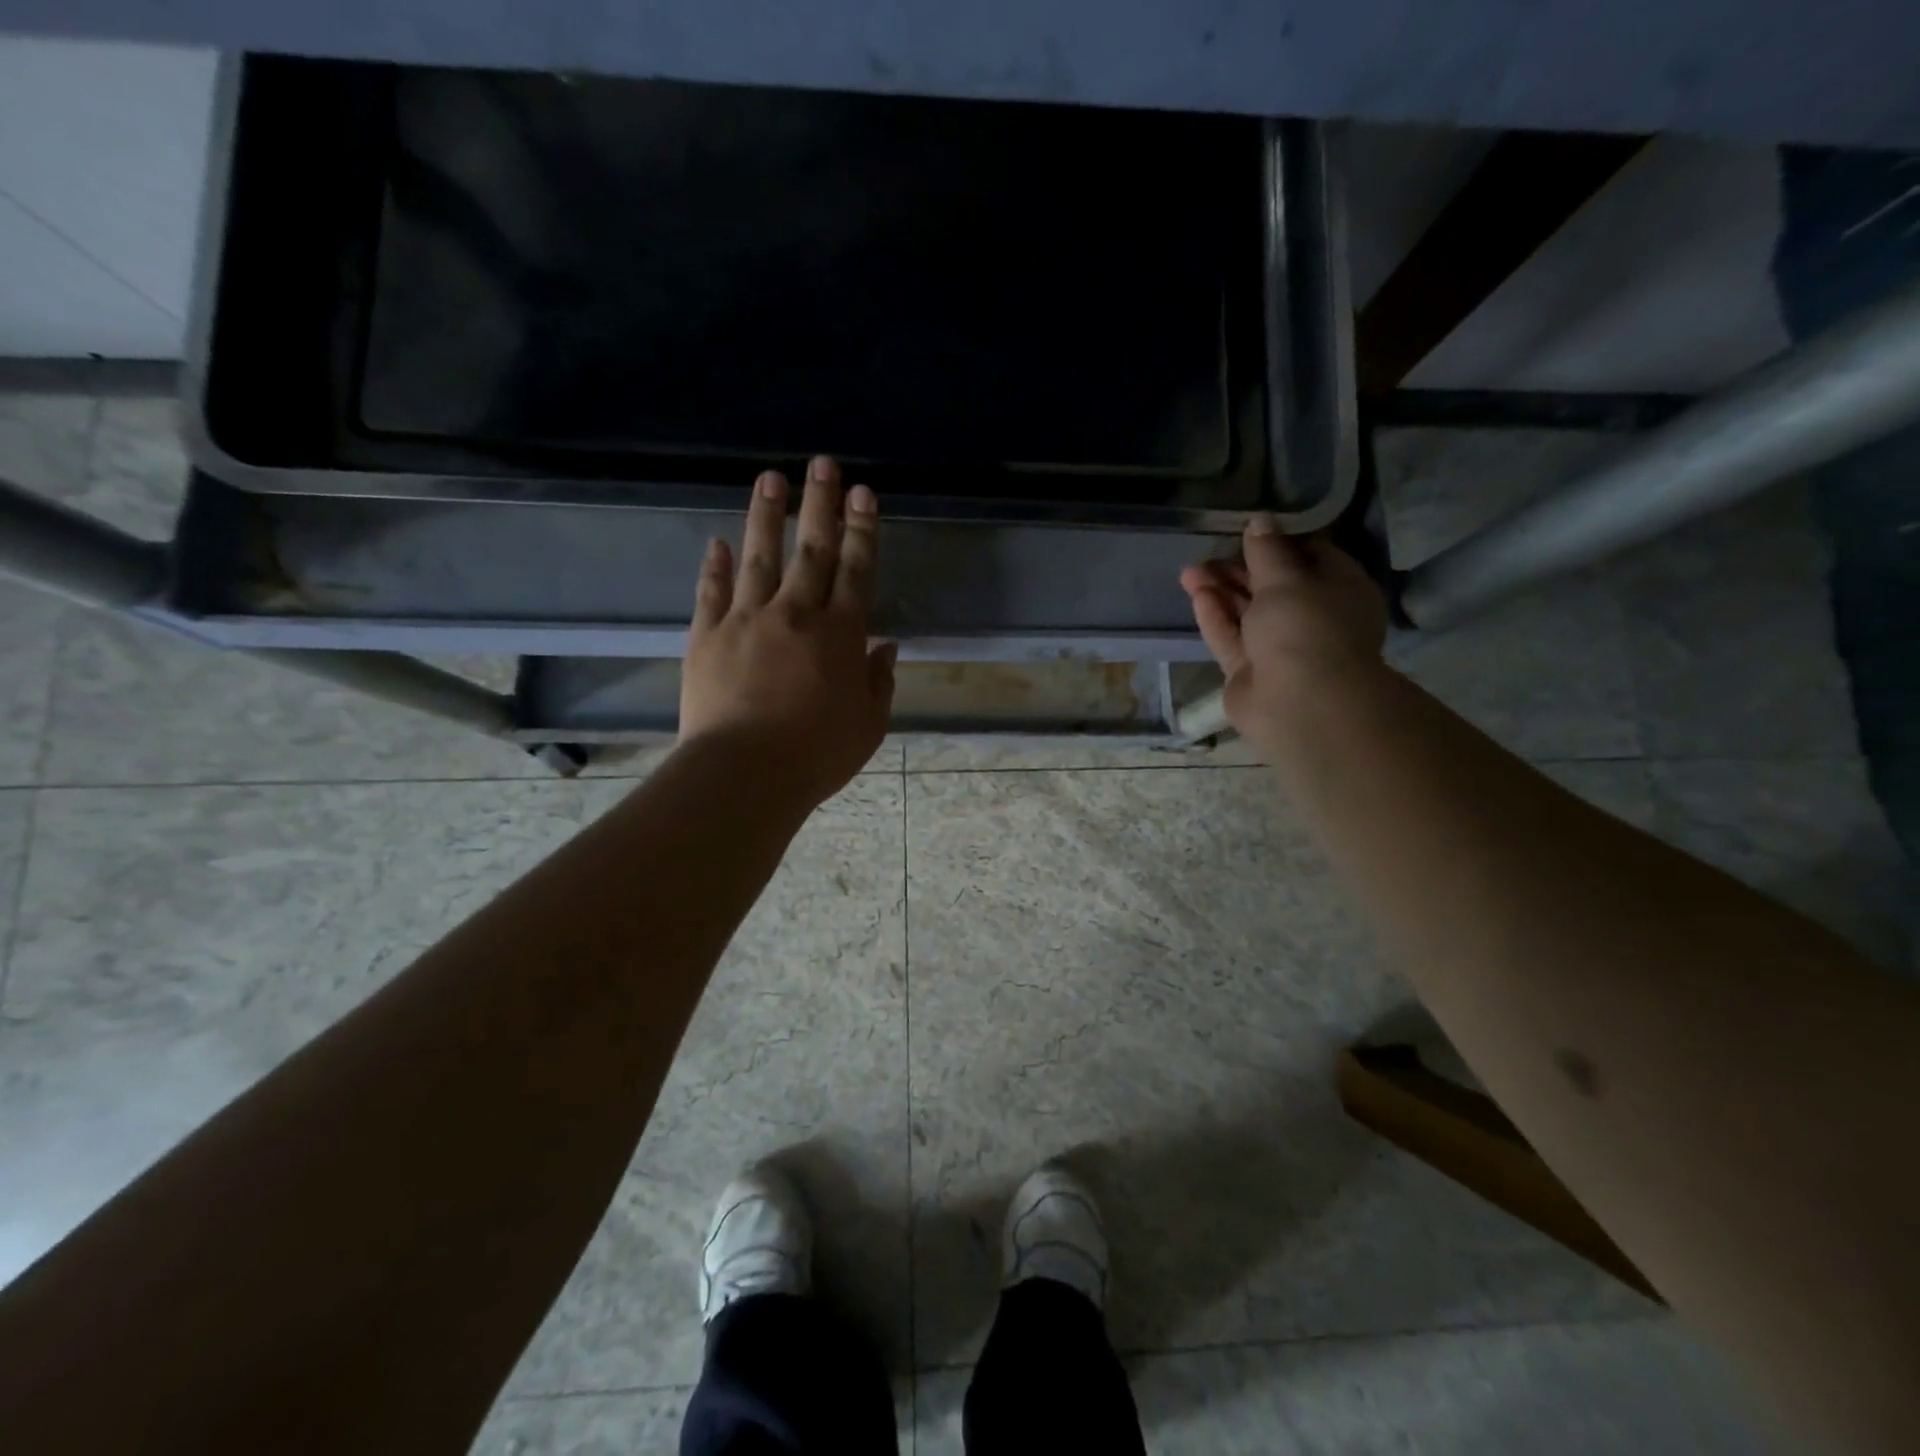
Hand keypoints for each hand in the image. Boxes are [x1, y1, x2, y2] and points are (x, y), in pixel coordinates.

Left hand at [680, 457, 896, 808]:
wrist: (744, 773)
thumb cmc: (816, 755)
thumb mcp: (868, 725)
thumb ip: (879, 681)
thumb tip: (885, 647)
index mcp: (840, 635)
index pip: (856, 570)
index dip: (862, 530)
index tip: (864, 494)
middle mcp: (795, 614)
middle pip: (811, 550)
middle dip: (820, 504)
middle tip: (823, 464)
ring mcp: (746, 620)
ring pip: (759, 556)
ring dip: (767, 516)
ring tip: (771, 478)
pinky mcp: (707, 636)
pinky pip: (711, 592)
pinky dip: (715, 566)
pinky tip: (717, 542)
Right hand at [1179, 515, 1387, 745]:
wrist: (1300, 702)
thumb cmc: (1305, 628)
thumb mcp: (1286, 578)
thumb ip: (1267, 550)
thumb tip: (1260, 520)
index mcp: (1339, 590)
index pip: (1311, 557)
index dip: (1278, 544)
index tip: (1247, 534)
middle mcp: (1312, 617)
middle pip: (1272, 587)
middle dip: (1238, 570)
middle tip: (1207, 555)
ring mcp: (1280, 647)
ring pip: (1247, 612)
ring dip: (1220, 592)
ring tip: (1188, 573)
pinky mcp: (1251, 671)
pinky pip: (1232, 638)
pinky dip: (1216, 617)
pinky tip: (1197, 596)